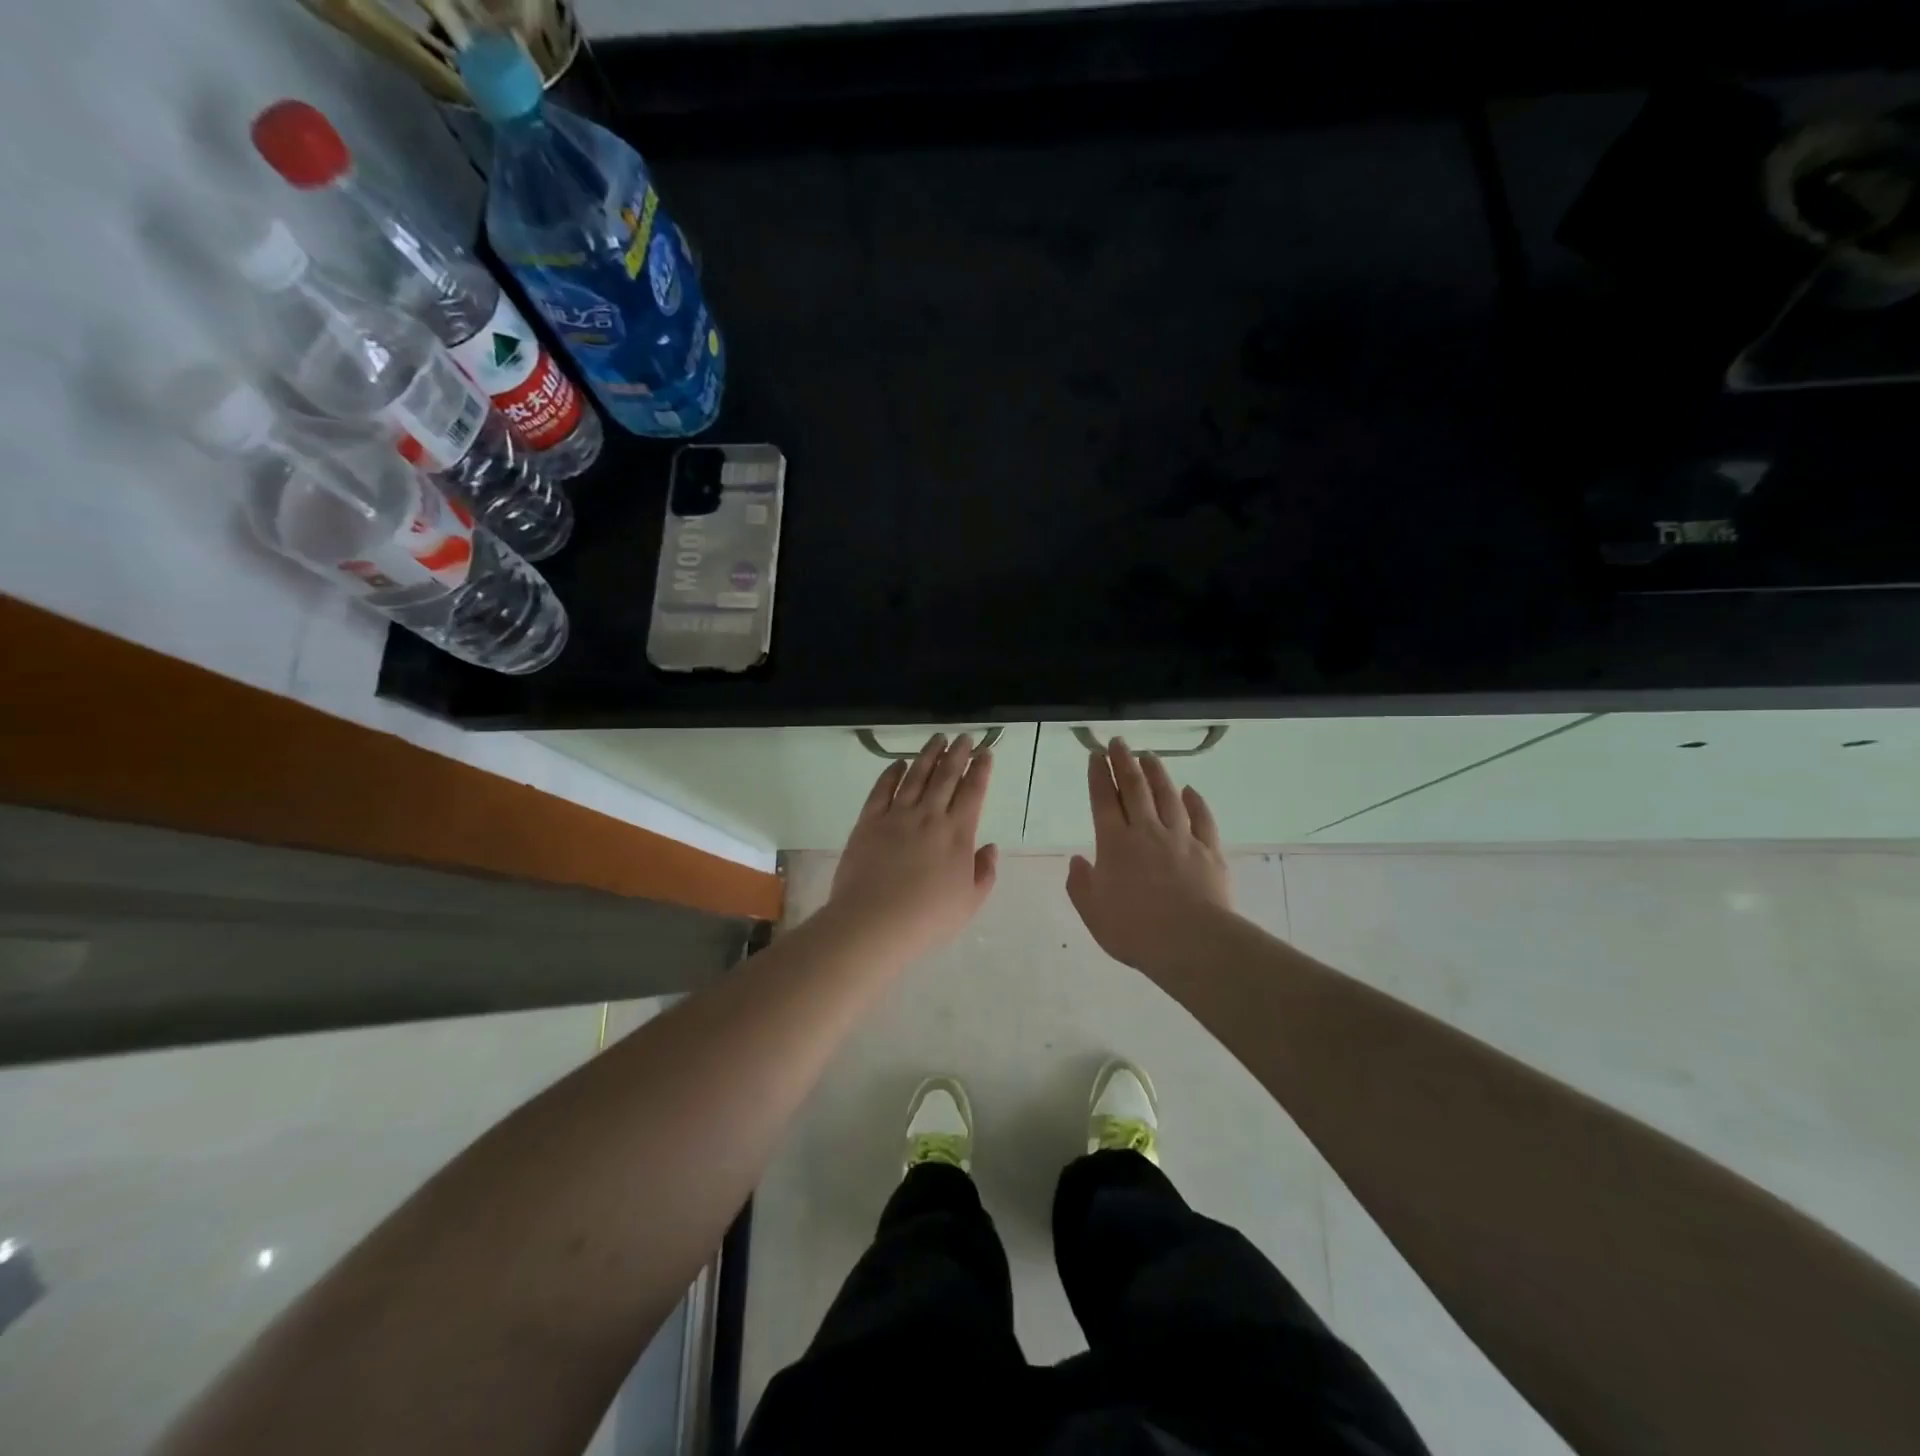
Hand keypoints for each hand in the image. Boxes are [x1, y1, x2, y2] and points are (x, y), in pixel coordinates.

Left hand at [827, 734, 999, 963]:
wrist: (874, 922)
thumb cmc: (927, 918)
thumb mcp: (969, 902)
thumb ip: (984, 872)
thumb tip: (989, 846)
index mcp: (957, 834)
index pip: (973, 792)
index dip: (981, 770)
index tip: (985, 752)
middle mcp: (929, 816)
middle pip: (946, 776)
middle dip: (957, 753)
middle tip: (964, 737)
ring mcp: (897, 816)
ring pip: (916, 776)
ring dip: (928, 755)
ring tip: (937, 738)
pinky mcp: (869, 822)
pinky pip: (882, 790)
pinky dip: (891, 773)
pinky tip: (899, 763)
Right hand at [1066, 740, 1233, 975]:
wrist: (1192, 942)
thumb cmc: (1134, 930)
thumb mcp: (1093, 912)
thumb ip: (1081, 884)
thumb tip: (1078, 860)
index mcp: (1115, 844)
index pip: (1104, 800)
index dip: (1099, 776)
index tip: (1097, 755)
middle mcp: (1147, 832)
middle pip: (1135, 789)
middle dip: (1124, 762)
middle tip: (1119, 743)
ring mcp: (1181, 839)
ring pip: (1168, 796)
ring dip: (1157, 774)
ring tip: (1149, 757)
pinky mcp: (1209, 851)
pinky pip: (1202, 819)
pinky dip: (1195, 802)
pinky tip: (1190, 791)